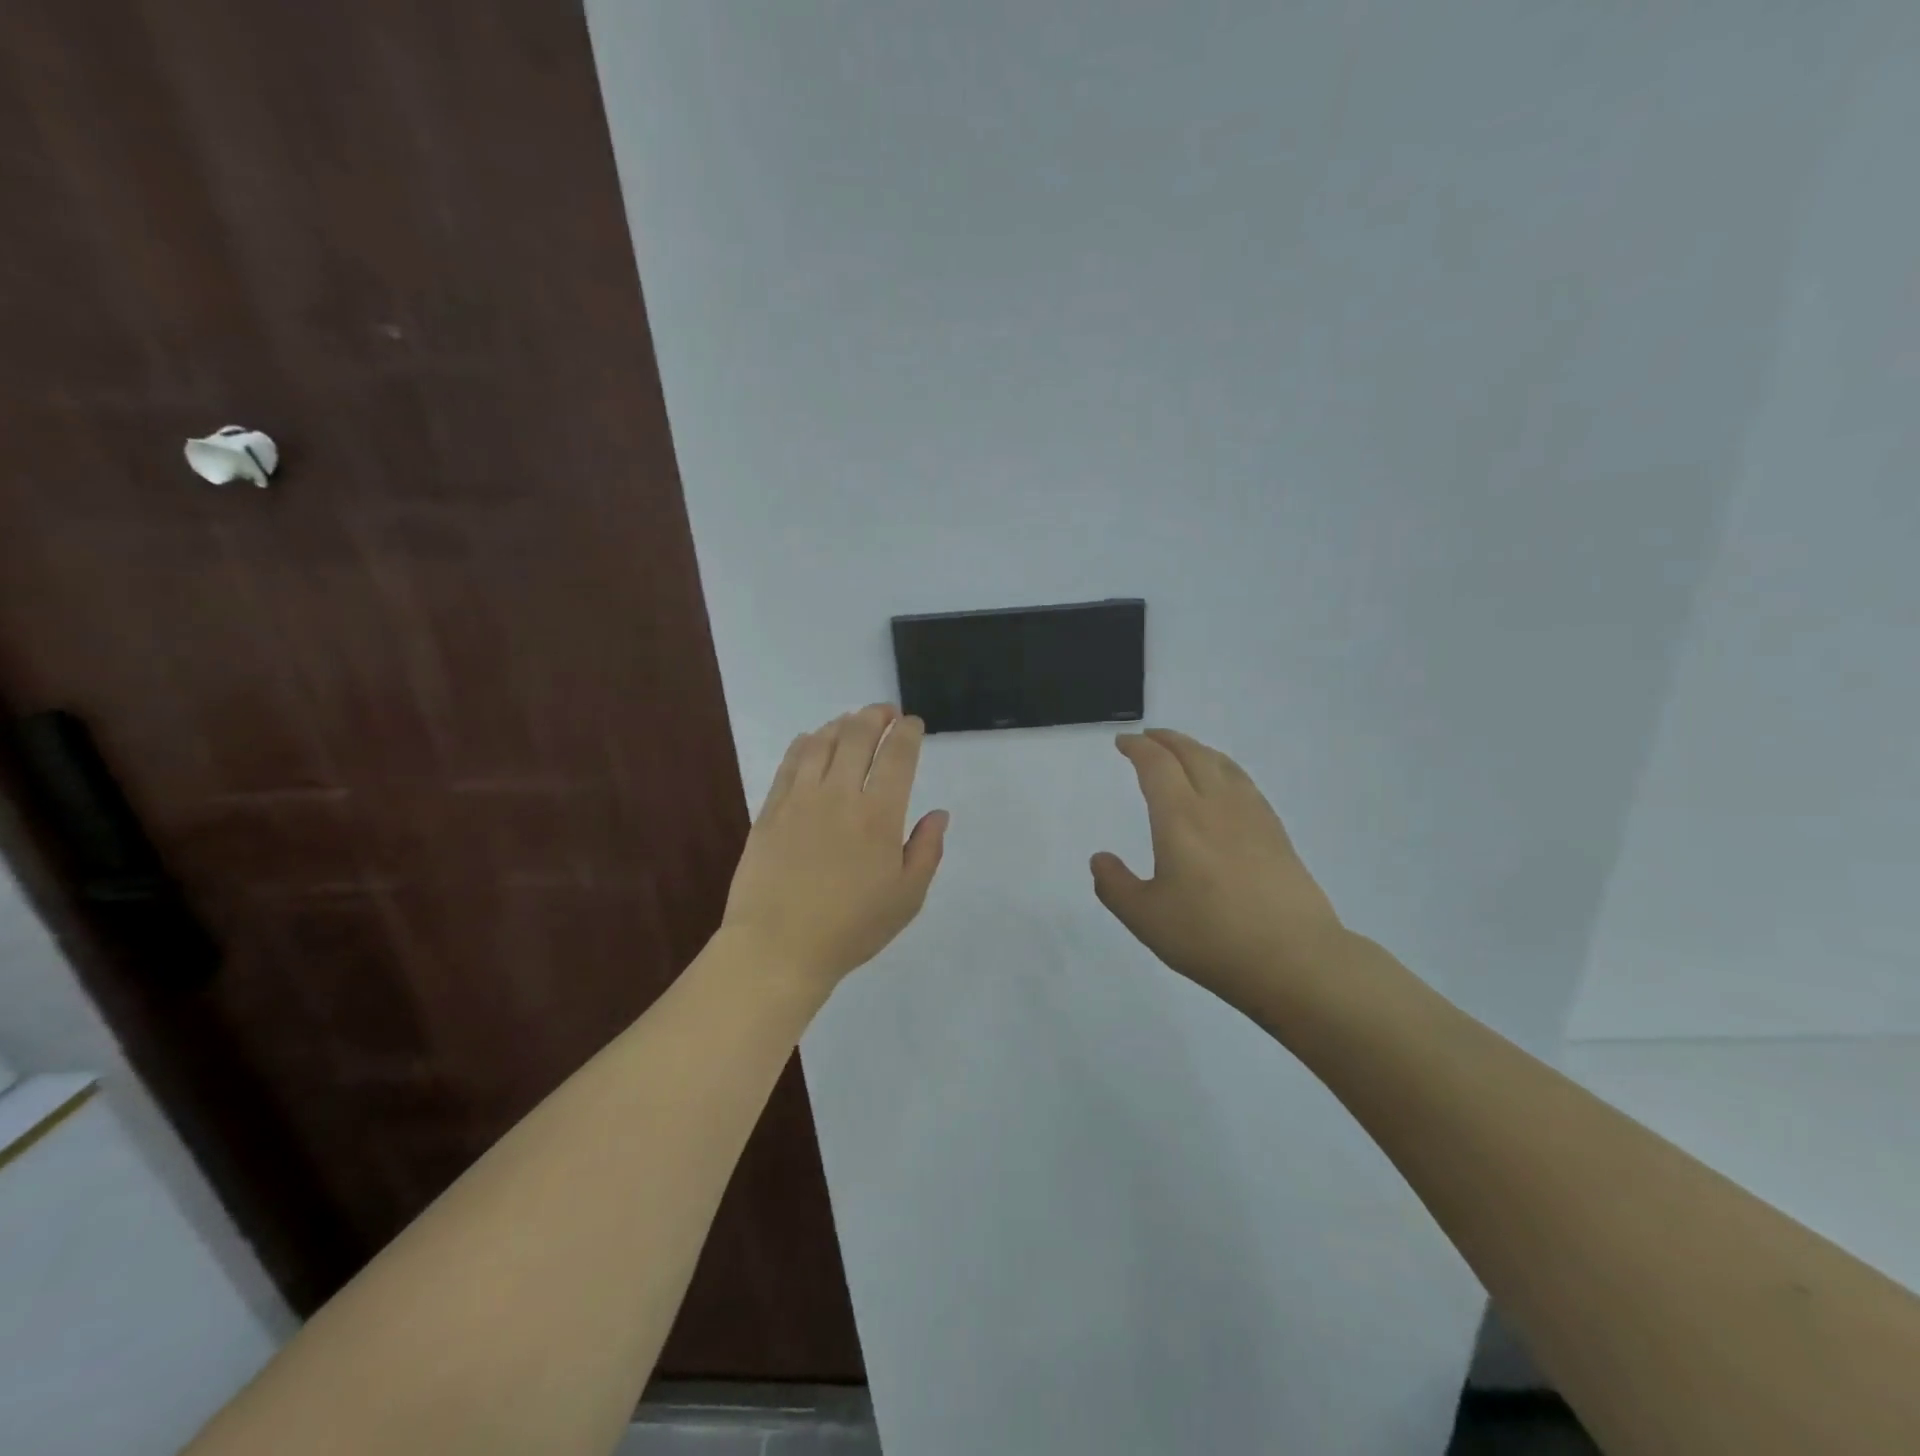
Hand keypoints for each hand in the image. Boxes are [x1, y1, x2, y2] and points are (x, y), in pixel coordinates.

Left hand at [721, 704, 948, 992]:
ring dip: (841, 723)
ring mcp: (800, 798)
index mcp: (879, 815)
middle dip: (876, 716)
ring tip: (852, 720)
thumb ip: (927, 850)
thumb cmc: (851, 927)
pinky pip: (790, 762)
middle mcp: (840, 794)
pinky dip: (805, 742)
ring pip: (822, 742)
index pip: (897, 755)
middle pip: (858, 736)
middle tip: (885, 712)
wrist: (778, 947)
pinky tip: (812, 739)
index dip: (907, 732)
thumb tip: (939, 814)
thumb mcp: (907, 898)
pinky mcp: (771, 809)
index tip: (912, 723)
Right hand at [1091, 729, 1346, 1012]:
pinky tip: (1225, 786)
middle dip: (1167, 740)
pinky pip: (1245, 783)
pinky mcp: (1277, 834)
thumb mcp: (1146, 918)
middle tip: (1149, 737)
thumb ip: (1115, 886)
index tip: (1123, 742)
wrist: (1294, 959)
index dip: (1138, 748)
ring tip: (1184, 752)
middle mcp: (1216, 805)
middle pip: (1192, 754)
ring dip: (1197, 749)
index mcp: (1180, 818)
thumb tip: (1100, 859)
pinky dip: (1225, 769)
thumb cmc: (1210, 937)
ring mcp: (1252, 817)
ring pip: (1223, 764)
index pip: (1156, 765)